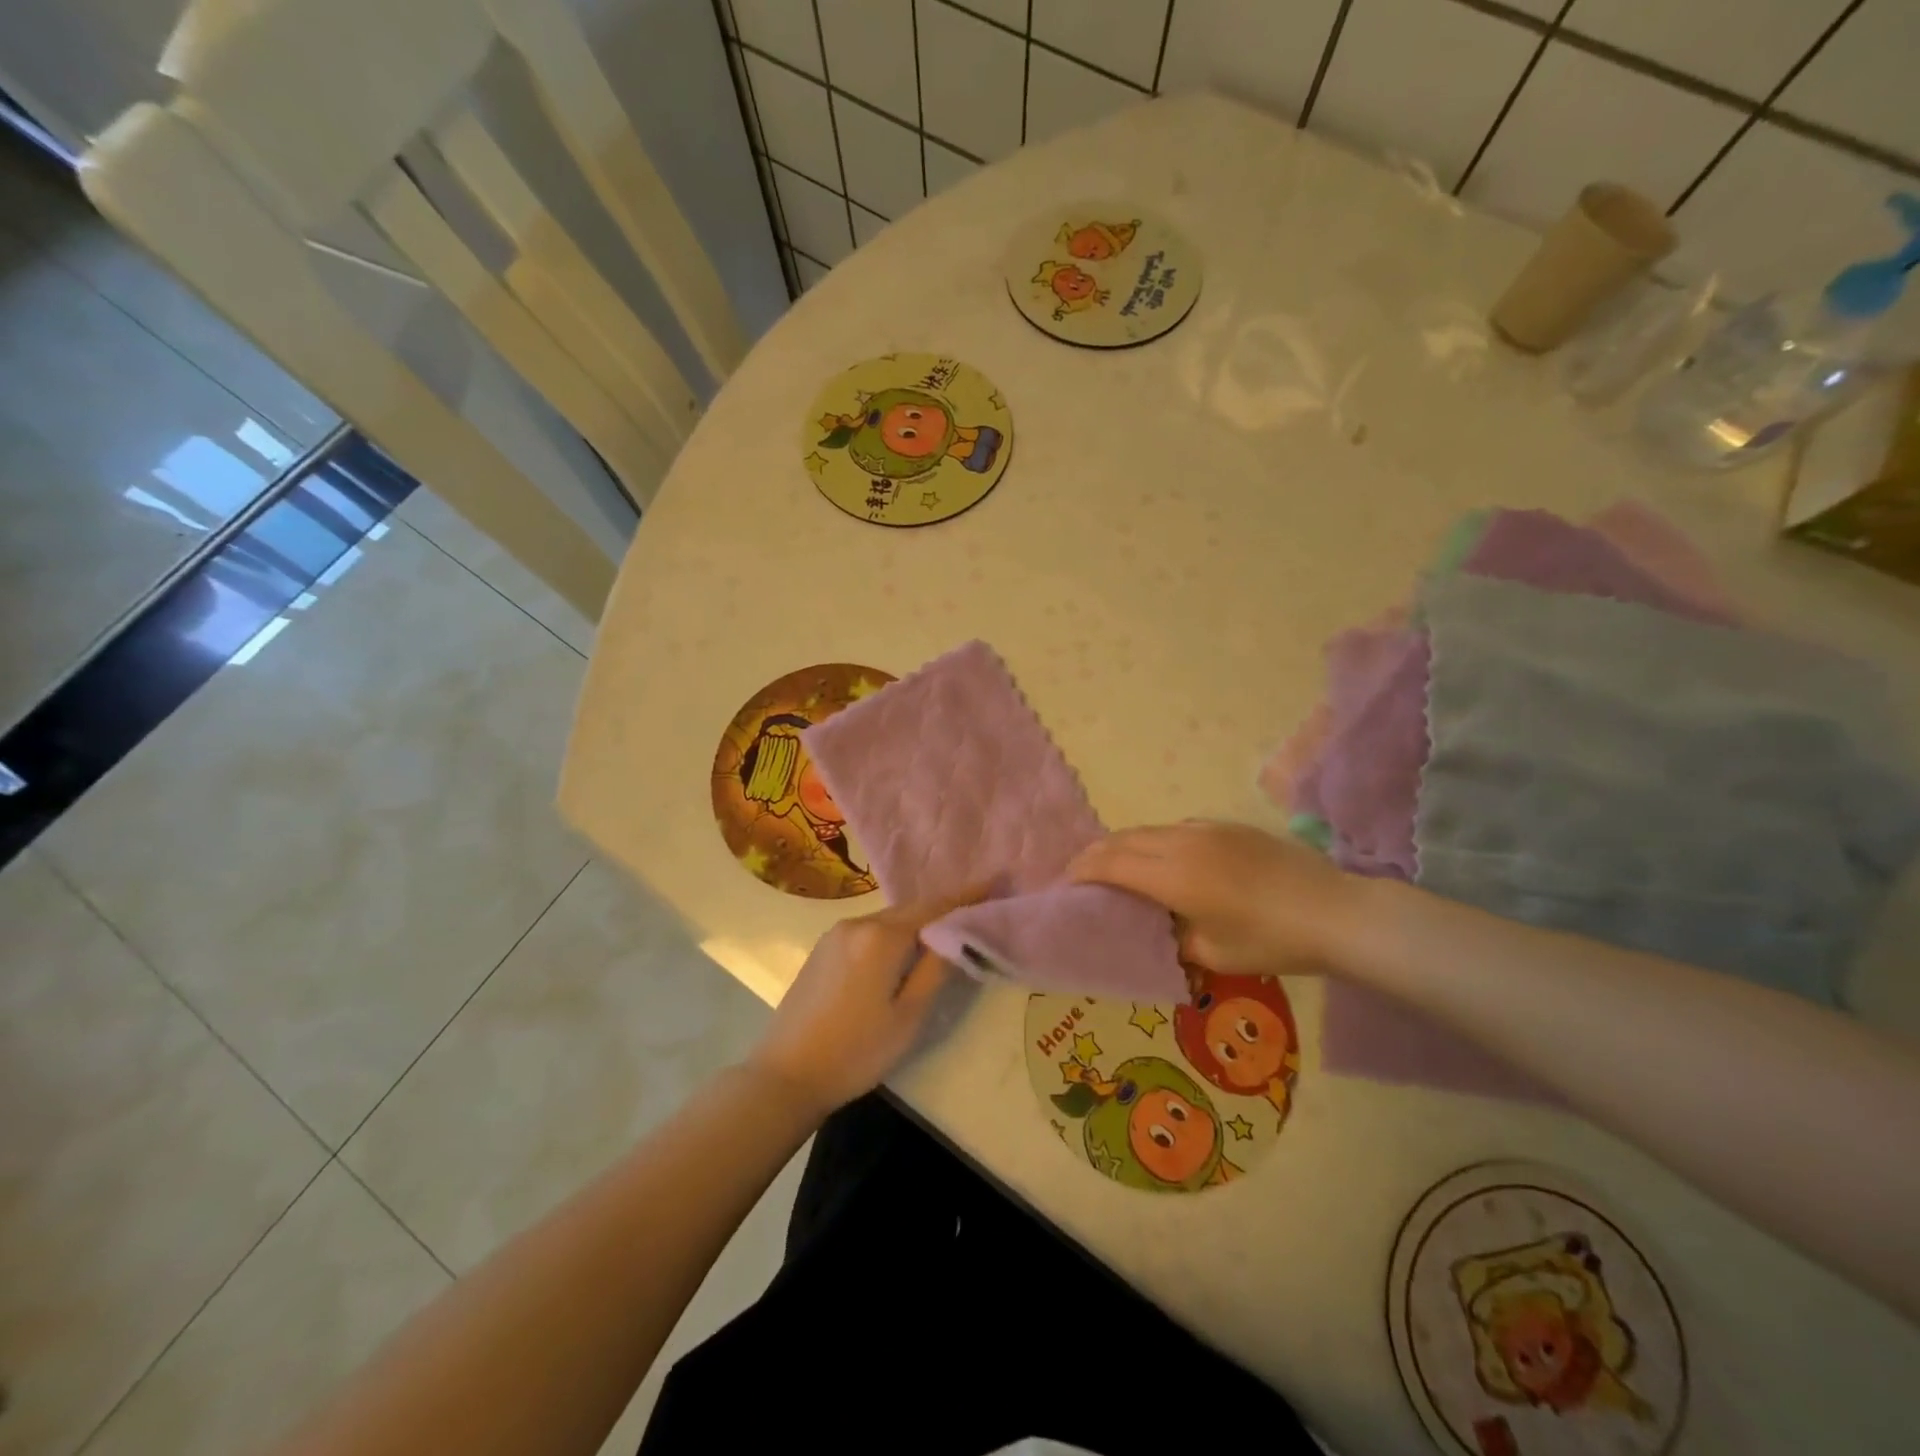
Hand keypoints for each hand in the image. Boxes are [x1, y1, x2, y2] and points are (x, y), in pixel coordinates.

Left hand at [747, 886, 986, 1116]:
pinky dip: (893, 933)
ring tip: (946, 929)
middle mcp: (858, 923)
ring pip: (888, 920)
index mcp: (881, 936)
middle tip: (976, 906)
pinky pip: (869, 930)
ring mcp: (835, 934)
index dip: (967, 896)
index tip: (995, 882)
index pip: (934, 907)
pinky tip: (904, 949)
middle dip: (943, 907)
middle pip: (910, 909)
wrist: (785, 1075)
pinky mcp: (823, 949)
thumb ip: (935, 969)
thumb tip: (955, 935)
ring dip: (917, 922)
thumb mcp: (908, 1015)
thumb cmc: (856, 1051)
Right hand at [1069, 821, 1359, 976]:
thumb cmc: (1271, 941)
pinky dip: (1152, 840)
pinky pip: (1174, 828)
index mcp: (1172, 874)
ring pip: (1147, 829)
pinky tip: (1162, 860)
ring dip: (1122, 845)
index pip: (1109, 863)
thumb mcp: (1213, 955)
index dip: (1081, 871)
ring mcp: (1206, 829)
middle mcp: (1181, 842)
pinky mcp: (1227, 827)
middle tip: (1080, 875)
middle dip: (1094, 854)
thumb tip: (1162, 930)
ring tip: (1114, 867)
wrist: (1335, 911)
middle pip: (1122, 839)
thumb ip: (1175, 940)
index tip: (1065, 884)